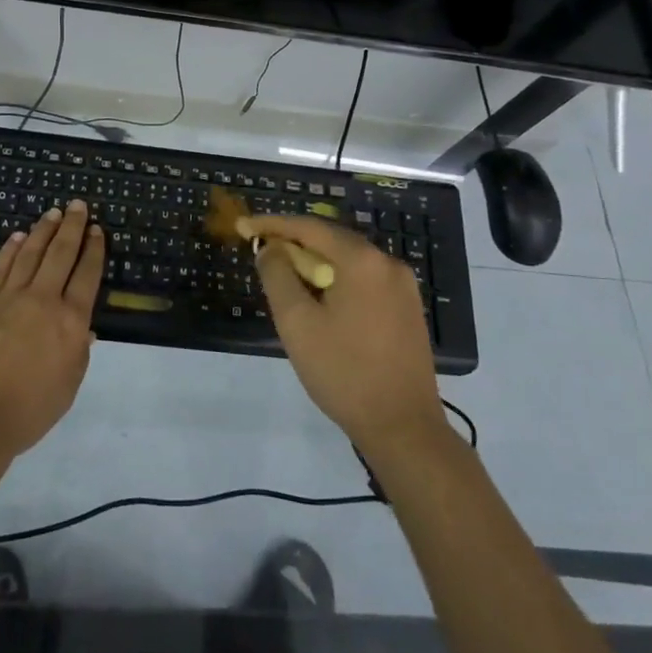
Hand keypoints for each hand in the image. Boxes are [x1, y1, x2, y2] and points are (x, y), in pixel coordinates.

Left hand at [0, 201, 103, 461]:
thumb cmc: (29, 410)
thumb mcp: (68, 386)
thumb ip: (79, 352)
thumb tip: (85, 327)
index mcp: (70, 322)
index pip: (87, 275)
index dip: (94, 249)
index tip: (97, 230)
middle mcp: (43, 300)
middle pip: (61, 254)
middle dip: (72, 227)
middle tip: (79, 205)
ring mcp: (9, 297)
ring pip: (30, 253)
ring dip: (44, 230)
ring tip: (53, 213)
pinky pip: (0, 267)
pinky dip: (11, 249)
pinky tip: (18, 237)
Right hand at [243, 213, 446, 459]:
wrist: (403, 428)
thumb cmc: (344, 372)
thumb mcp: (297, 322)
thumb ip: (278, 275)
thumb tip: (270, 248)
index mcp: (362, 260)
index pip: (309, 227)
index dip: (273, 224)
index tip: (244, 226)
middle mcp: (388, 263)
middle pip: (331, 240)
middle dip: (294, 242)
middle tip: (262, 252)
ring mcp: (403, 286)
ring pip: (348, 260)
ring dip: (315, 263)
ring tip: (285, 277)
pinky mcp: (407, 308)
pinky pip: (364, 279)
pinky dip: (337, 279)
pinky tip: (320, 299)